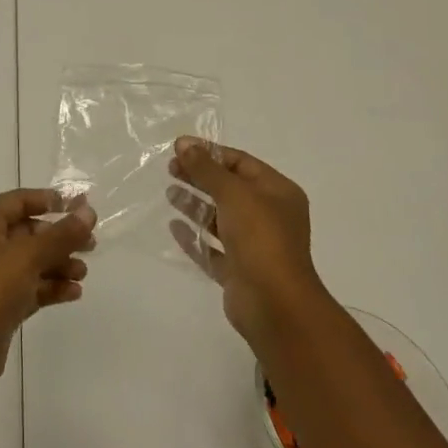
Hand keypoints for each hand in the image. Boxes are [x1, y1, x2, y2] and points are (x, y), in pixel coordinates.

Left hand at [0, 189, 96, 397]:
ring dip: (59, 263)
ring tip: (82, 272)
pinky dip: (51, 287)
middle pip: (28, 232)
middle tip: (90, 244)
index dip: (47, 199)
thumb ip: (61, 234)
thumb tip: (88, 212)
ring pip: (32, 261)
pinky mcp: (1, 305)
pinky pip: (31, 287)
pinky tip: (74, 293)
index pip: (17, 201)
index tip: (77, 205)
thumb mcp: (28, 256)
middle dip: (59, 237)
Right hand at [168, 138, 327, 347]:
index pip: (241, 163)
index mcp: (278, 192)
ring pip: (220, 218)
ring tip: (169, 194)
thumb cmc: (260, 238)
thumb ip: (206, 168)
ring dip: (195, 205)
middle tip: (170, 168)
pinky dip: (194, 236)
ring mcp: (254, 246)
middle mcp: (269, 216)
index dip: (210, 153)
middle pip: (229, 189)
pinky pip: (212, 248)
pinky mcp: (238, 271)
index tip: (179, 148)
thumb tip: (184, 143)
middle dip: (200, 177)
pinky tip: (173, 227)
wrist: (274, 304)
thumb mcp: (233, 193)